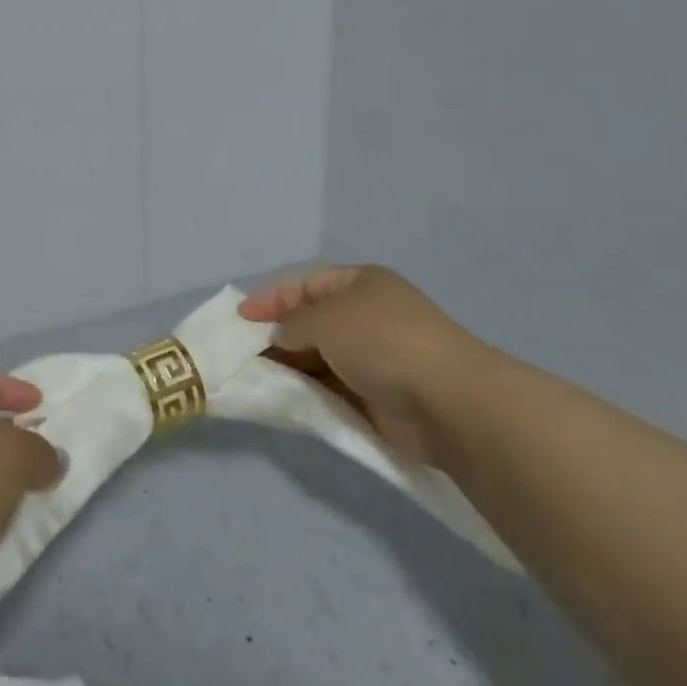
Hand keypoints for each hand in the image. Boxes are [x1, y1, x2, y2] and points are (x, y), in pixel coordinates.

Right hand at [240, 264, 497, 465]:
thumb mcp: (325, 319)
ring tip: (256, 377)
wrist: (446, 401)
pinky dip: (309, 391)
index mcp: (360, 284)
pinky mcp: (376, 395)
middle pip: (310, 321)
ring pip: (319, 357)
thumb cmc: (381, 341)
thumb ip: (292, 324)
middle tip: (242, 353)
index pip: (305, 284)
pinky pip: (331, 387)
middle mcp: (366, 315)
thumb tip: (279, 337)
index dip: (271, 298)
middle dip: (277, 335)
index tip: (240, 318)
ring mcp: (374, 356)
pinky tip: (285, 397)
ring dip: (290, 365)